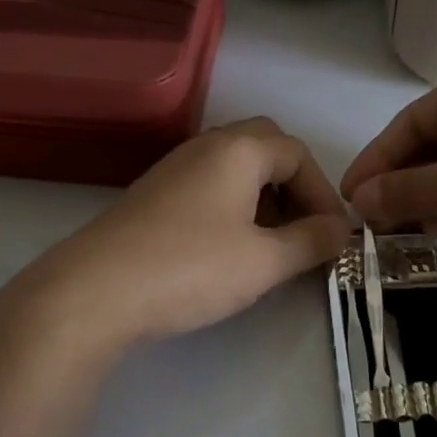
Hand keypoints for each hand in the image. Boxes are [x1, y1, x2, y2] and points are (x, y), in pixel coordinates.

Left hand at [40, 118, 350, 344]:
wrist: (94, 290)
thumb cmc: (190, 268)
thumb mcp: (264, 261)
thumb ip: (311, 242)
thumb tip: (341, 230)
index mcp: (238, 150)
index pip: (298, 154)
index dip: (324, 193)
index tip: (333, 236)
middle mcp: (206, 146)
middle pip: (265, 148)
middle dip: (294, 186)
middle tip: (304, 229)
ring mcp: (174, 168)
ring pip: (235, 167)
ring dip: (264, 196)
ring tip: (272, 243)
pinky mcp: (153, 194)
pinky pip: (208, 185)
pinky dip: (233, 206)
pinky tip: (229, 247)